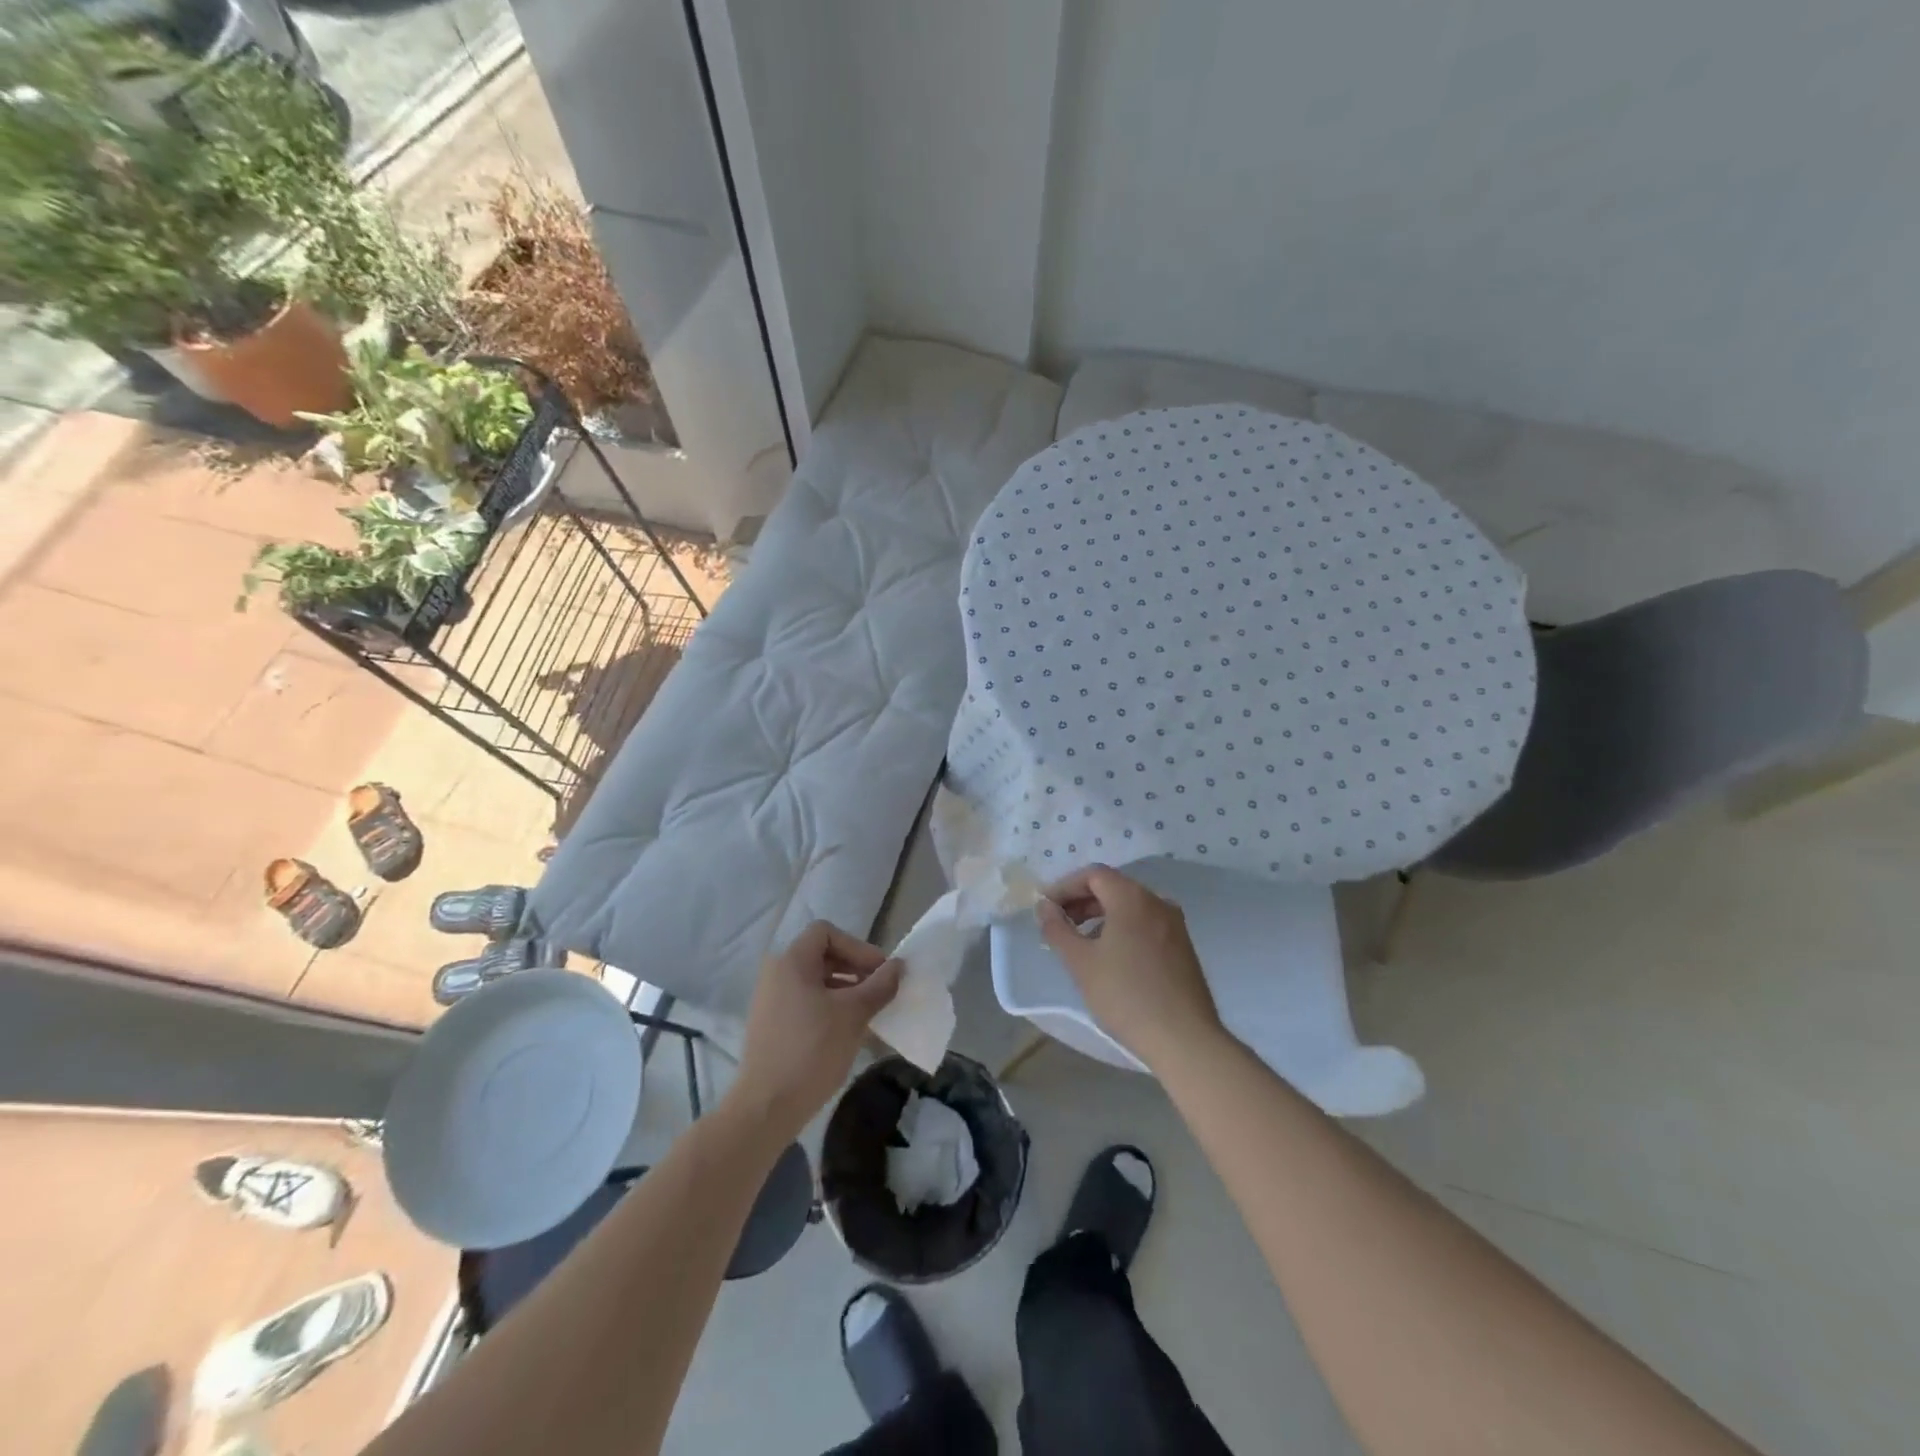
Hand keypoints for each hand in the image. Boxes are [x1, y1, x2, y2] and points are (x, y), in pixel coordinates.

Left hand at [730, 921, 901, 1140]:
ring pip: (816, 982)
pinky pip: (806, 1003)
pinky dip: (830, 1008)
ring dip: (846, 991)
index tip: (878, 973)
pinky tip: (849, 1032)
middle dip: (855, 969)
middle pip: (822, 955)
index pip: (826, 932)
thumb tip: (898, 966)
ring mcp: (771, 1000)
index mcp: (791, 961)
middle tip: (880, 992)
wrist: (767, 1107)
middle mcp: (776, 974)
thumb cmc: (812, 1050)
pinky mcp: (772, 1025)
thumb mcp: (853, 1014)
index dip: (857, 947)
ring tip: (869, 1014)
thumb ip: (879, 985)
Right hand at [1037, 865, 1224, 1068]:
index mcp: (1132, 898)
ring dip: (1100, 915)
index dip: (1065, 886)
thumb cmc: (1126, 996)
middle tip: (1058, 923)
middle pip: (1113, 887)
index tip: (1045, 908)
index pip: (1093, 874)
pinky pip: (1144, 923)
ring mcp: (1174, 924)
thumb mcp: (1081, 963)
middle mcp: (1157, 902)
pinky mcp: (1182, 946)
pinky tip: (1110, 956)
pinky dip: (1121, 928)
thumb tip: (1045, 907)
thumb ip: (1057, 929)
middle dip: (1081, 901)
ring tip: (1080, 942)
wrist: (1184, 1039)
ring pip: (1129, 906)